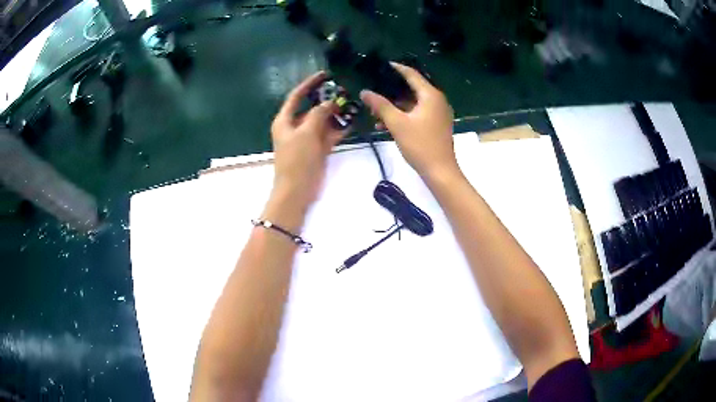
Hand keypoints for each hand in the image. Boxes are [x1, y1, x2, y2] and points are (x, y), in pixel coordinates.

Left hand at [270, 71, 346, 209]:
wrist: (297, 192)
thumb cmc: (296, 160)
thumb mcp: (306, 133)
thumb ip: (318, 114)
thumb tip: (329, 102)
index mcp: (285, 120)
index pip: (296, 96)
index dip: (309, 84)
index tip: (324, 74)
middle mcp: (295, 127)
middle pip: (312, 108)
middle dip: (327, 100)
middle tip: (344, 91)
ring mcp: (307, 139)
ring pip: (322, 121)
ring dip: (335, 114)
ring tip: (352, 104)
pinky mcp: (317, 149)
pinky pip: (329, 134)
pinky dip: (339, 129)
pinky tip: (352, 122)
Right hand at [360, 63, 457, 180]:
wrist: (440, 171)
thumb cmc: (420, 144)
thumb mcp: (397, 123)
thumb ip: (380, 106)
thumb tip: (364, 92)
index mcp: (430, 95)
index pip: (412, 75)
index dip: (397, 69)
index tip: (382, 65)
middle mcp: (437, 100)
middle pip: (412, 88)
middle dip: (392, 90)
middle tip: (375, 88)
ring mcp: (438, 113)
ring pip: (413, 103)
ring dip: (395, 106)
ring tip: (375, 110)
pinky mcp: (436, 124)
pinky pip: (417, 113)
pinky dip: (404, 115)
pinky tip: (386, 124)